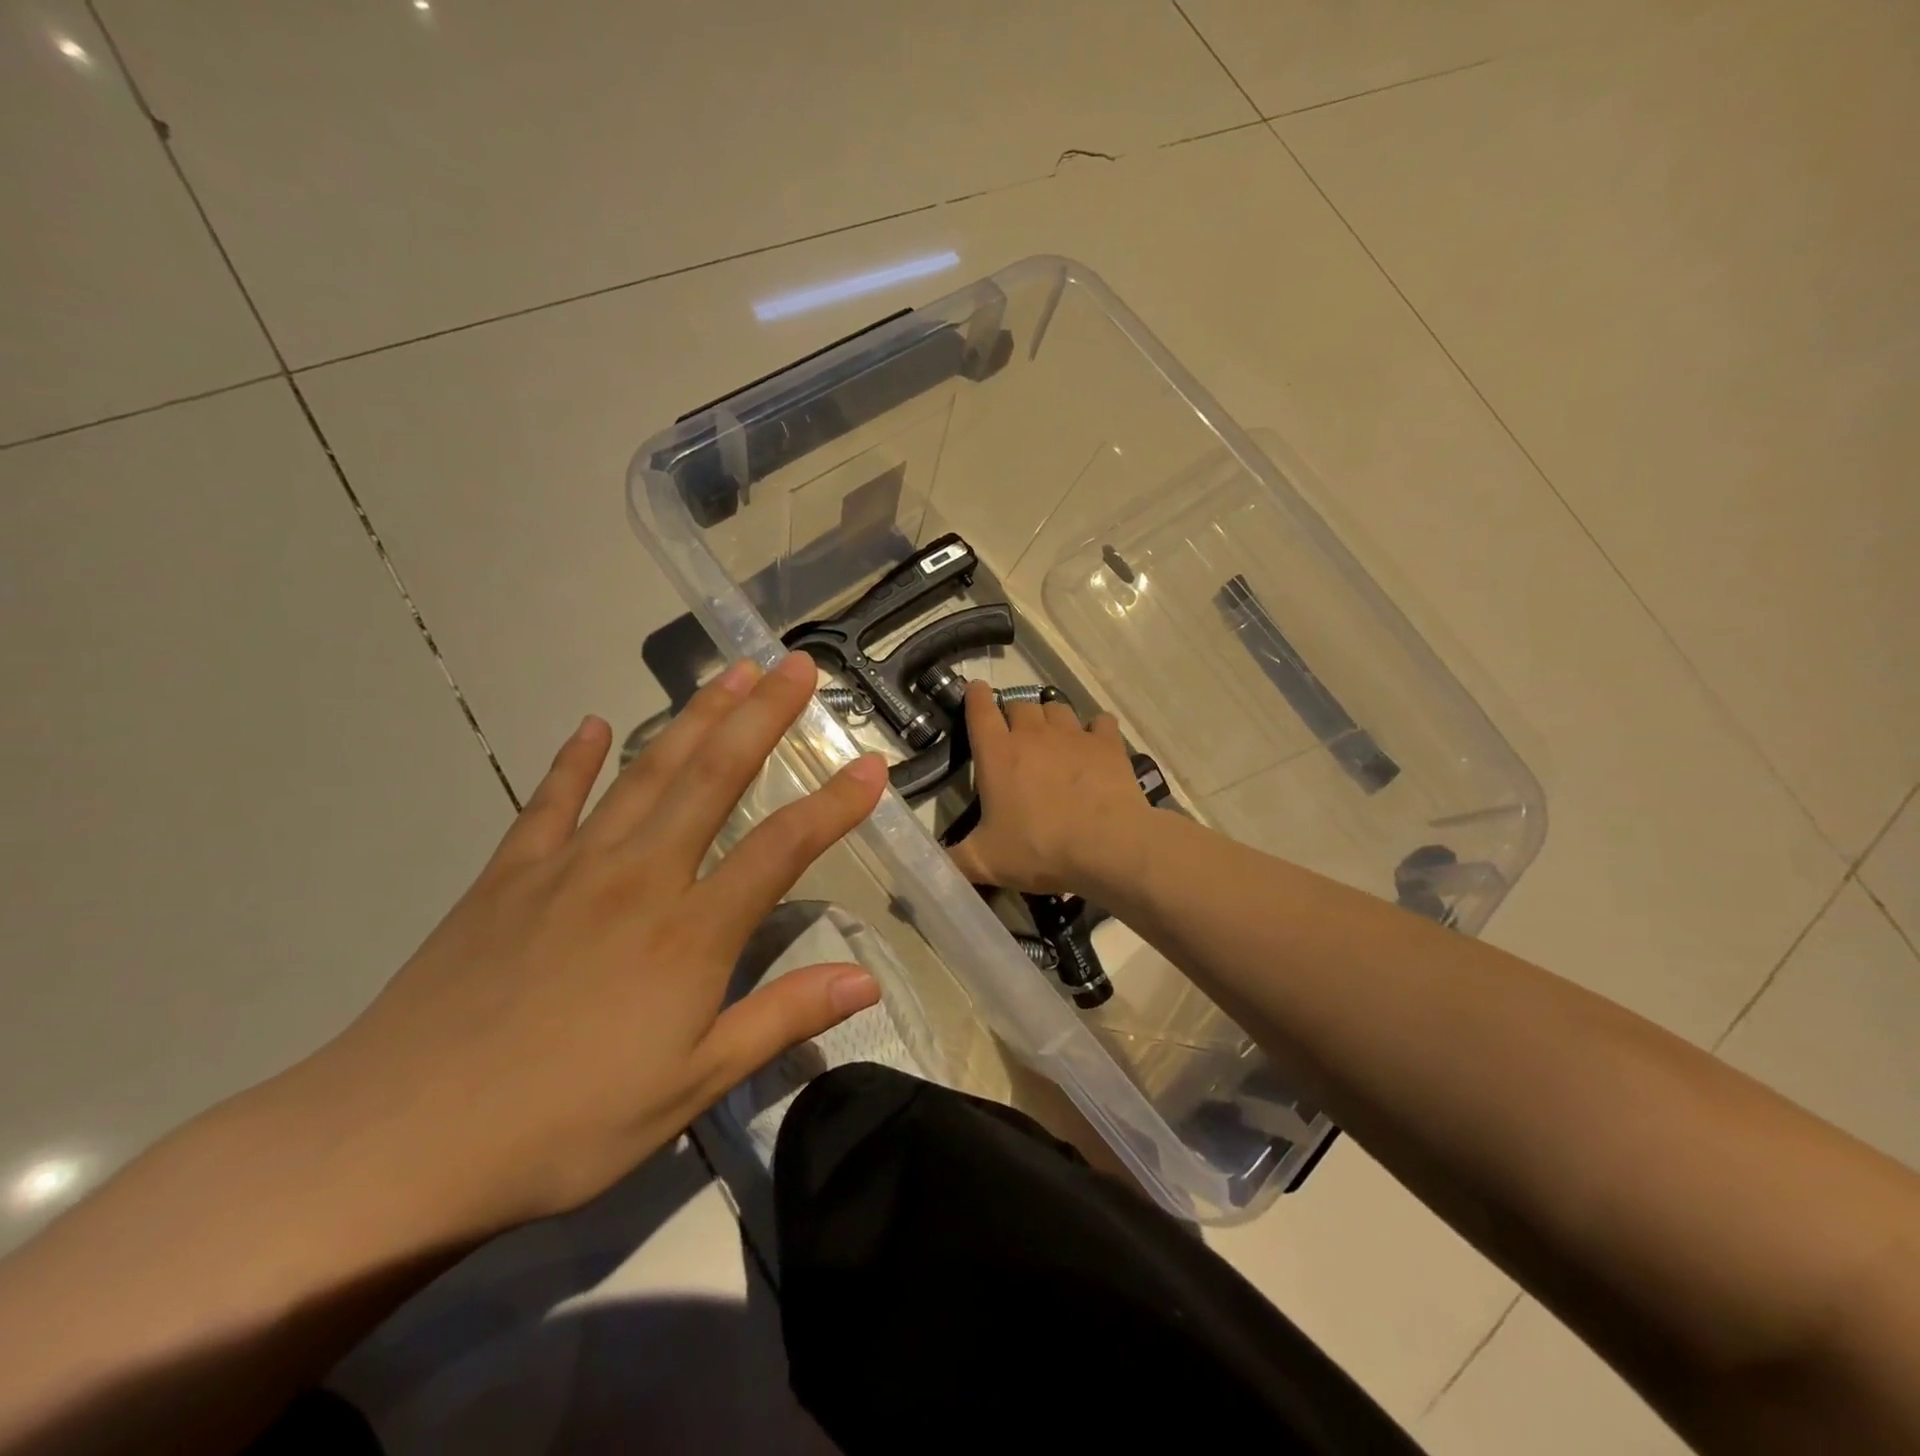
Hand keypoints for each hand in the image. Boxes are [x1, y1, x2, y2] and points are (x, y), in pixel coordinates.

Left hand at [302, 653, 886, 1236]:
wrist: (396, 1144)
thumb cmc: (566, 1123)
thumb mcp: (693, 1086)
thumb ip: (782, 1019)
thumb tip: (868, 983)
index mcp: (690, 930)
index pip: (783, 847)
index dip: (835, 803)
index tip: (872, 765)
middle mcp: (638, 876)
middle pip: (714, 776)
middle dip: (762, 715)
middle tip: (795, 665)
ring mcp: (569, 866)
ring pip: (646, 772)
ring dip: (693, 717)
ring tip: (729, 674)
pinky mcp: (507, 876)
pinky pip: (550, 801)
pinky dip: (574, 759)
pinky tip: (591, 724)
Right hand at [946, 680, 1151, 895]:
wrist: (1107, 848)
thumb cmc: (1039, 850)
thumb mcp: (985, 863)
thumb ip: (952, 860)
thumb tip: (927, 864)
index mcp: (997, 754)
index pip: (980, 710)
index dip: (976, 696)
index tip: (976, 690)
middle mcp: (1033, 734)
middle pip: (1020, 705)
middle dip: (1014, 716)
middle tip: (1016, 740)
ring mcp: (1073, 735)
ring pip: (1057, 708)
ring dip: (1050, 719)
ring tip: (1053, 740)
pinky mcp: (1107, 743)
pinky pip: (1099, 722)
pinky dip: (1095, 730)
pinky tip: (1094, 746)